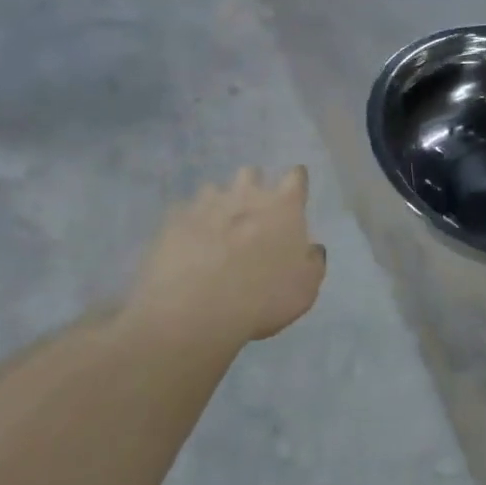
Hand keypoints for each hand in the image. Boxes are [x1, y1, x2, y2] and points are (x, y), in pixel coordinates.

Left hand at [131, 167, 326, 346]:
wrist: (194, 311)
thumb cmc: (262, 299)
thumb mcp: (305, 290)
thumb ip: (312, 262)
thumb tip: (310, 249)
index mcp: (283, 208)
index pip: (296, 177)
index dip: (296, 182)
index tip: (294, 194)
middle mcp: (245, 195)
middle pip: (251, 173)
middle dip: (253, 186)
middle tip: (254, 214)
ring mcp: (205, 204)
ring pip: (214, 189)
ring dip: (219, 204)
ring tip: (217, 231)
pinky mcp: (173, 220)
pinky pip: (184, 212)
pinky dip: (190, 224)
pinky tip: (189, 245)